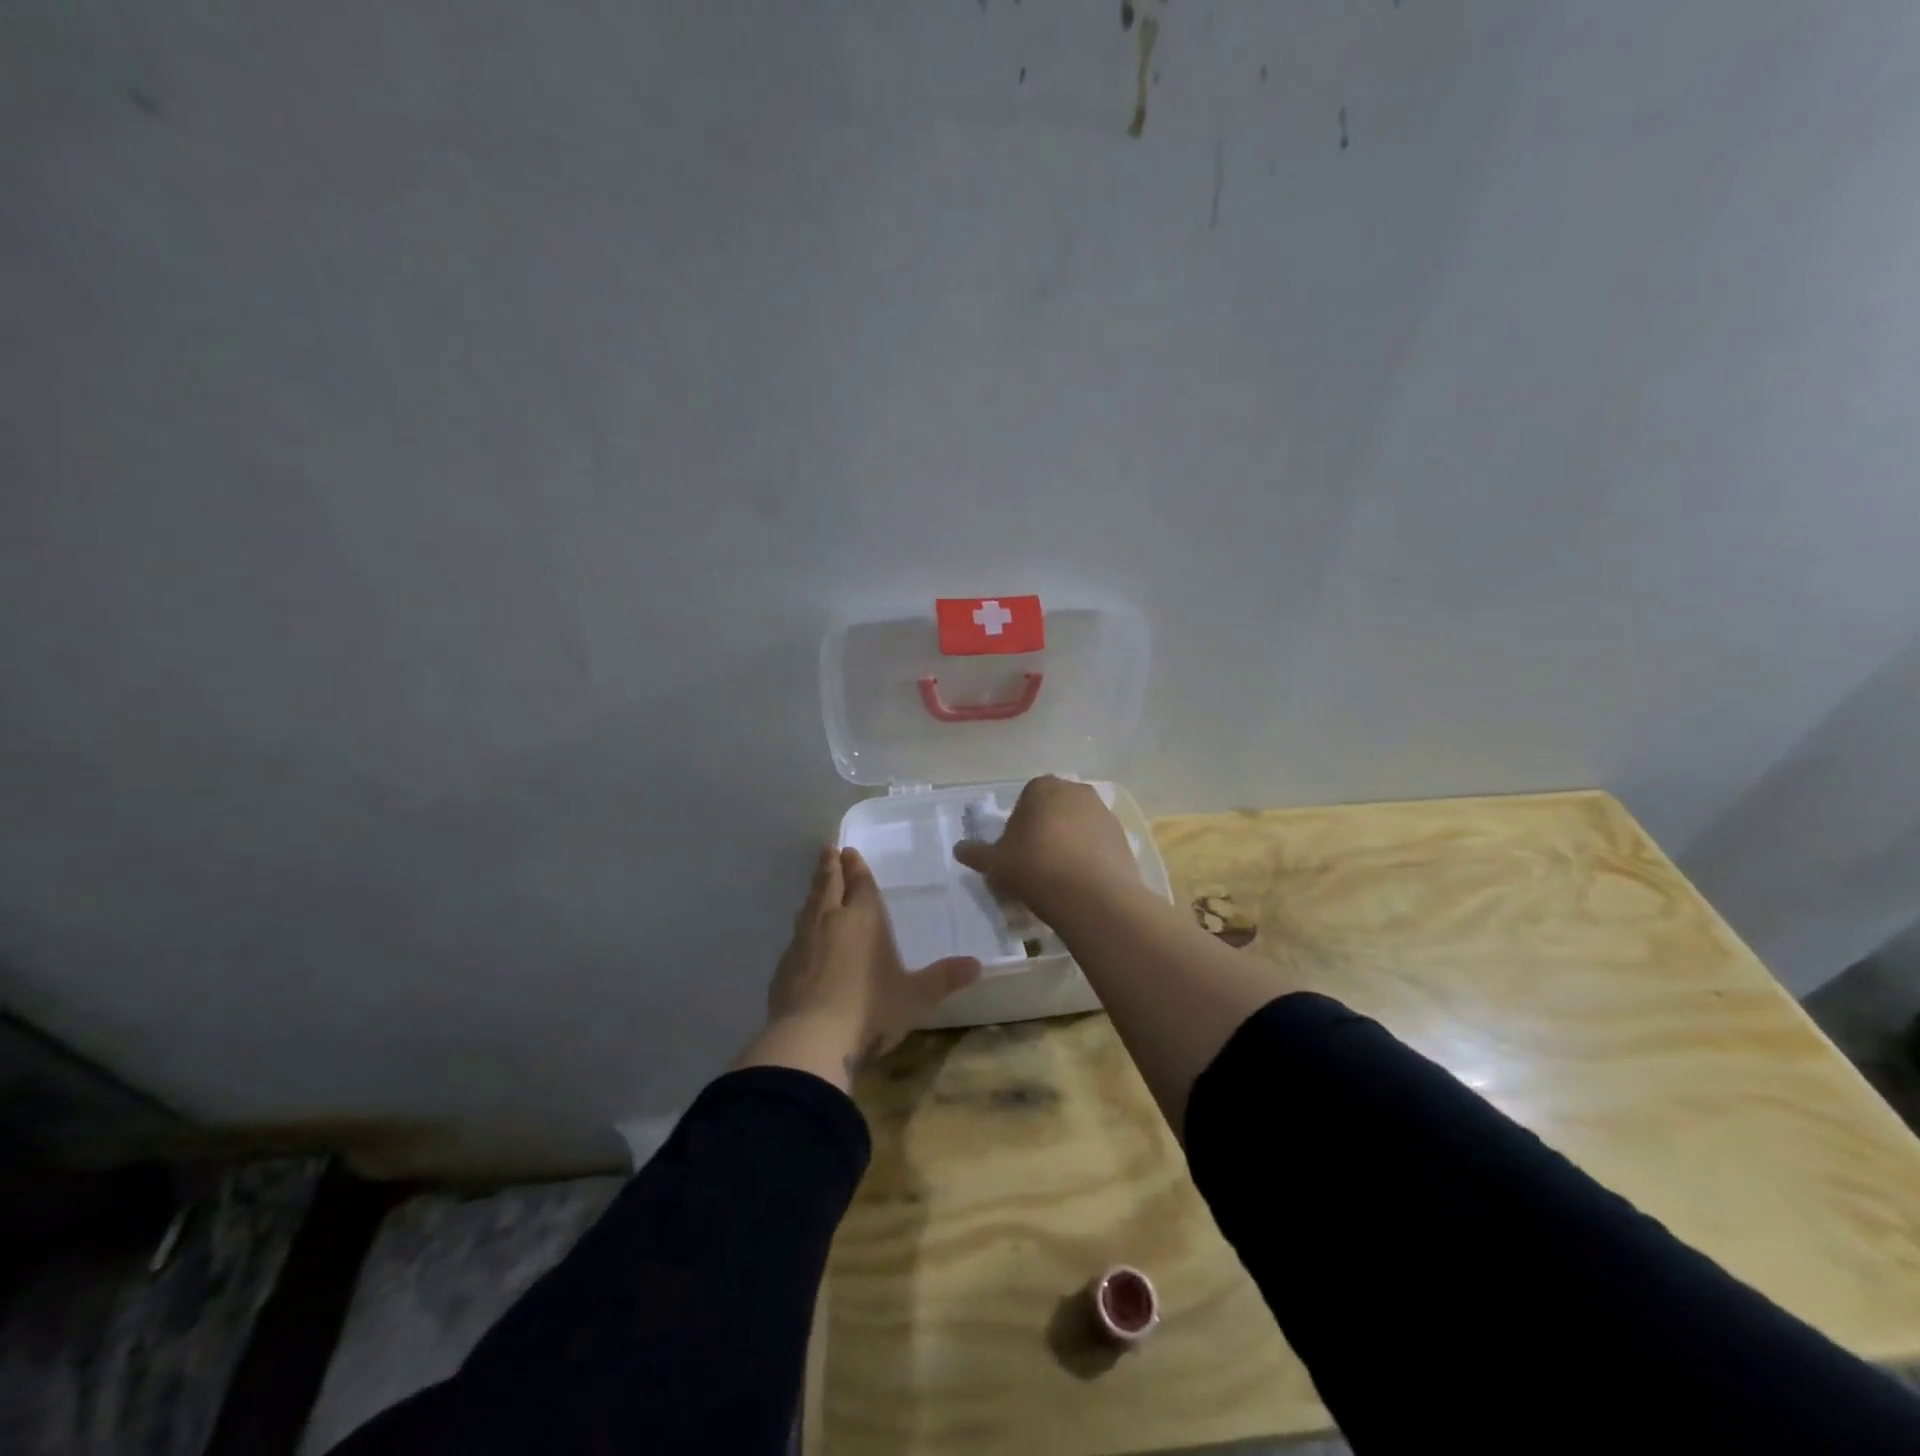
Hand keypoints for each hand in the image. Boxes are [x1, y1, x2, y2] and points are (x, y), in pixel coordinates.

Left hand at [735, 847, 979, 1088]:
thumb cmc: (870, 1009)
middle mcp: (831, 920)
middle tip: (828, 850)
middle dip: (830, 866)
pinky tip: (802, 933)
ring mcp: (803, 941)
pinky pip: (796, 934)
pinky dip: (802, 925)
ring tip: (817, 883)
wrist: (810, 1037)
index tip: (848, 851)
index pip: (860, 884)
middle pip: (829, 884)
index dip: (856, 867)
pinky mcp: (783, 965)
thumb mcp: (915, 997)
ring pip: (808, 905)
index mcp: (864, 918)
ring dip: (814, 890)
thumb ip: (943, 979)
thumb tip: (977, 965)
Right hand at [952, 775, 1142, 923]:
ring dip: (1068, 844)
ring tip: (1058, 878)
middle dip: (1045, 832)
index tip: (1015, 853)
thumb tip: (959, 849)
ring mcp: (1104, 812)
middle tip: (1034, 865)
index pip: (1025, 800)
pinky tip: (1080, 883)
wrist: (1092, 895)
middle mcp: (1076, 791)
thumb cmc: (1035, 868)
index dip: (1018, 827)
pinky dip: (1089, 858)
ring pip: (1078, 827)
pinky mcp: (1123, 836)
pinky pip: (1098, 844)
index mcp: (1043, 787)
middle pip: (1054, 811)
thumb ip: (976, 853)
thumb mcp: (996, 863)